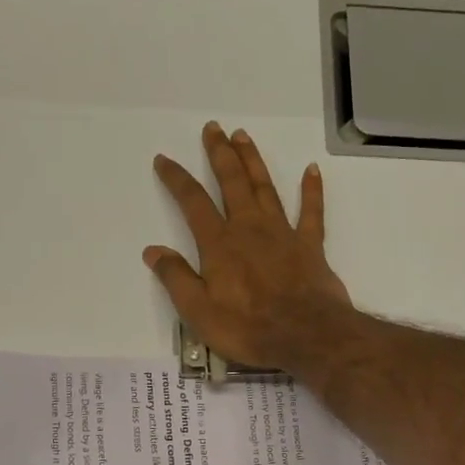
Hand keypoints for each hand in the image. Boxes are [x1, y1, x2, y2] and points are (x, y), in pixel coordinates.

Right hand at [144, 122, 352, 373]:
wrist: (306, 335)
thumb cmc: (247, 327)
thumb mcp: (198, 311)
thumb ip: (175, 277)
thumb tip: (153, 250)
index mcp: (219, 244)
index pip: (192, 203)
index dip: (176, 179)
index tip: (165, 160)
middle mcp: (249, 229)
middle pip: (232, 182)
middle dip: (219, 154)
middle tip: (212, 128)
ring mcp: (282, 233)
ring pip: (265, 188)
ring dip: (253, 161)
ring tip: (242, 136)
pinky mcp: (309, 246)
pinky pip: (312, 212)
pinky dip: (312, 190)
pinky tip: (311, 170)